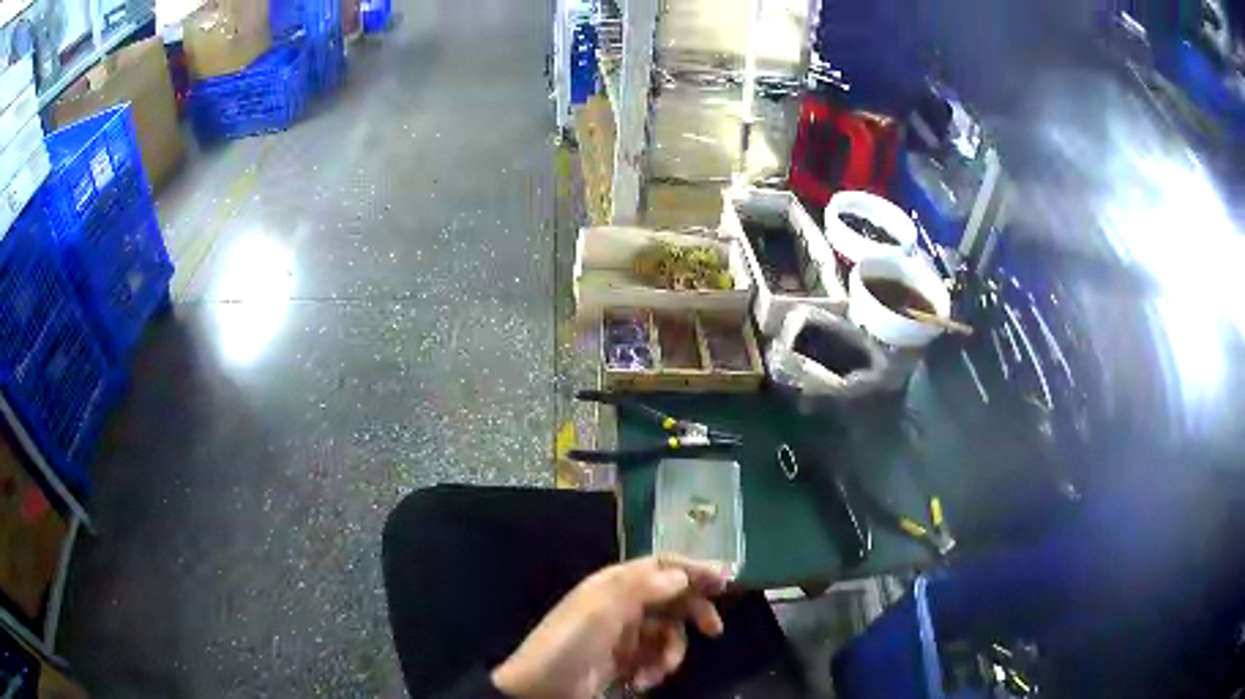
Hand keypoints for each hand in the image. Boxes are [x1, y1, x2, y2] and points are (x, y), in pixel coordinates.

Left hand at [490, 556, 727, 697]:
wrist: (541, 689)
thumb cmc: (570, 644)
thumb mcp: (602, 611)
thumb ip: (642, 588)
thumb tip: (680, 574)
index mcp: (615, 585)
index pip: (661, 566)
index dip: (693, 569)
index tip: (726, 580)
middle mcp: (622, 605)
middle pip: (671, 599)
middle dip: (693, 614)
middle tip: (715, 629)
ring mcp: (624, 635)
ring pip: (667, 634)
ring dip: (670, 653)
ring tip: (655, 673)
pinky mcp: (624, 661)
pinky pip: (654, 658)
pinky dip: (655, 669)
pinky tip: (641, 683)